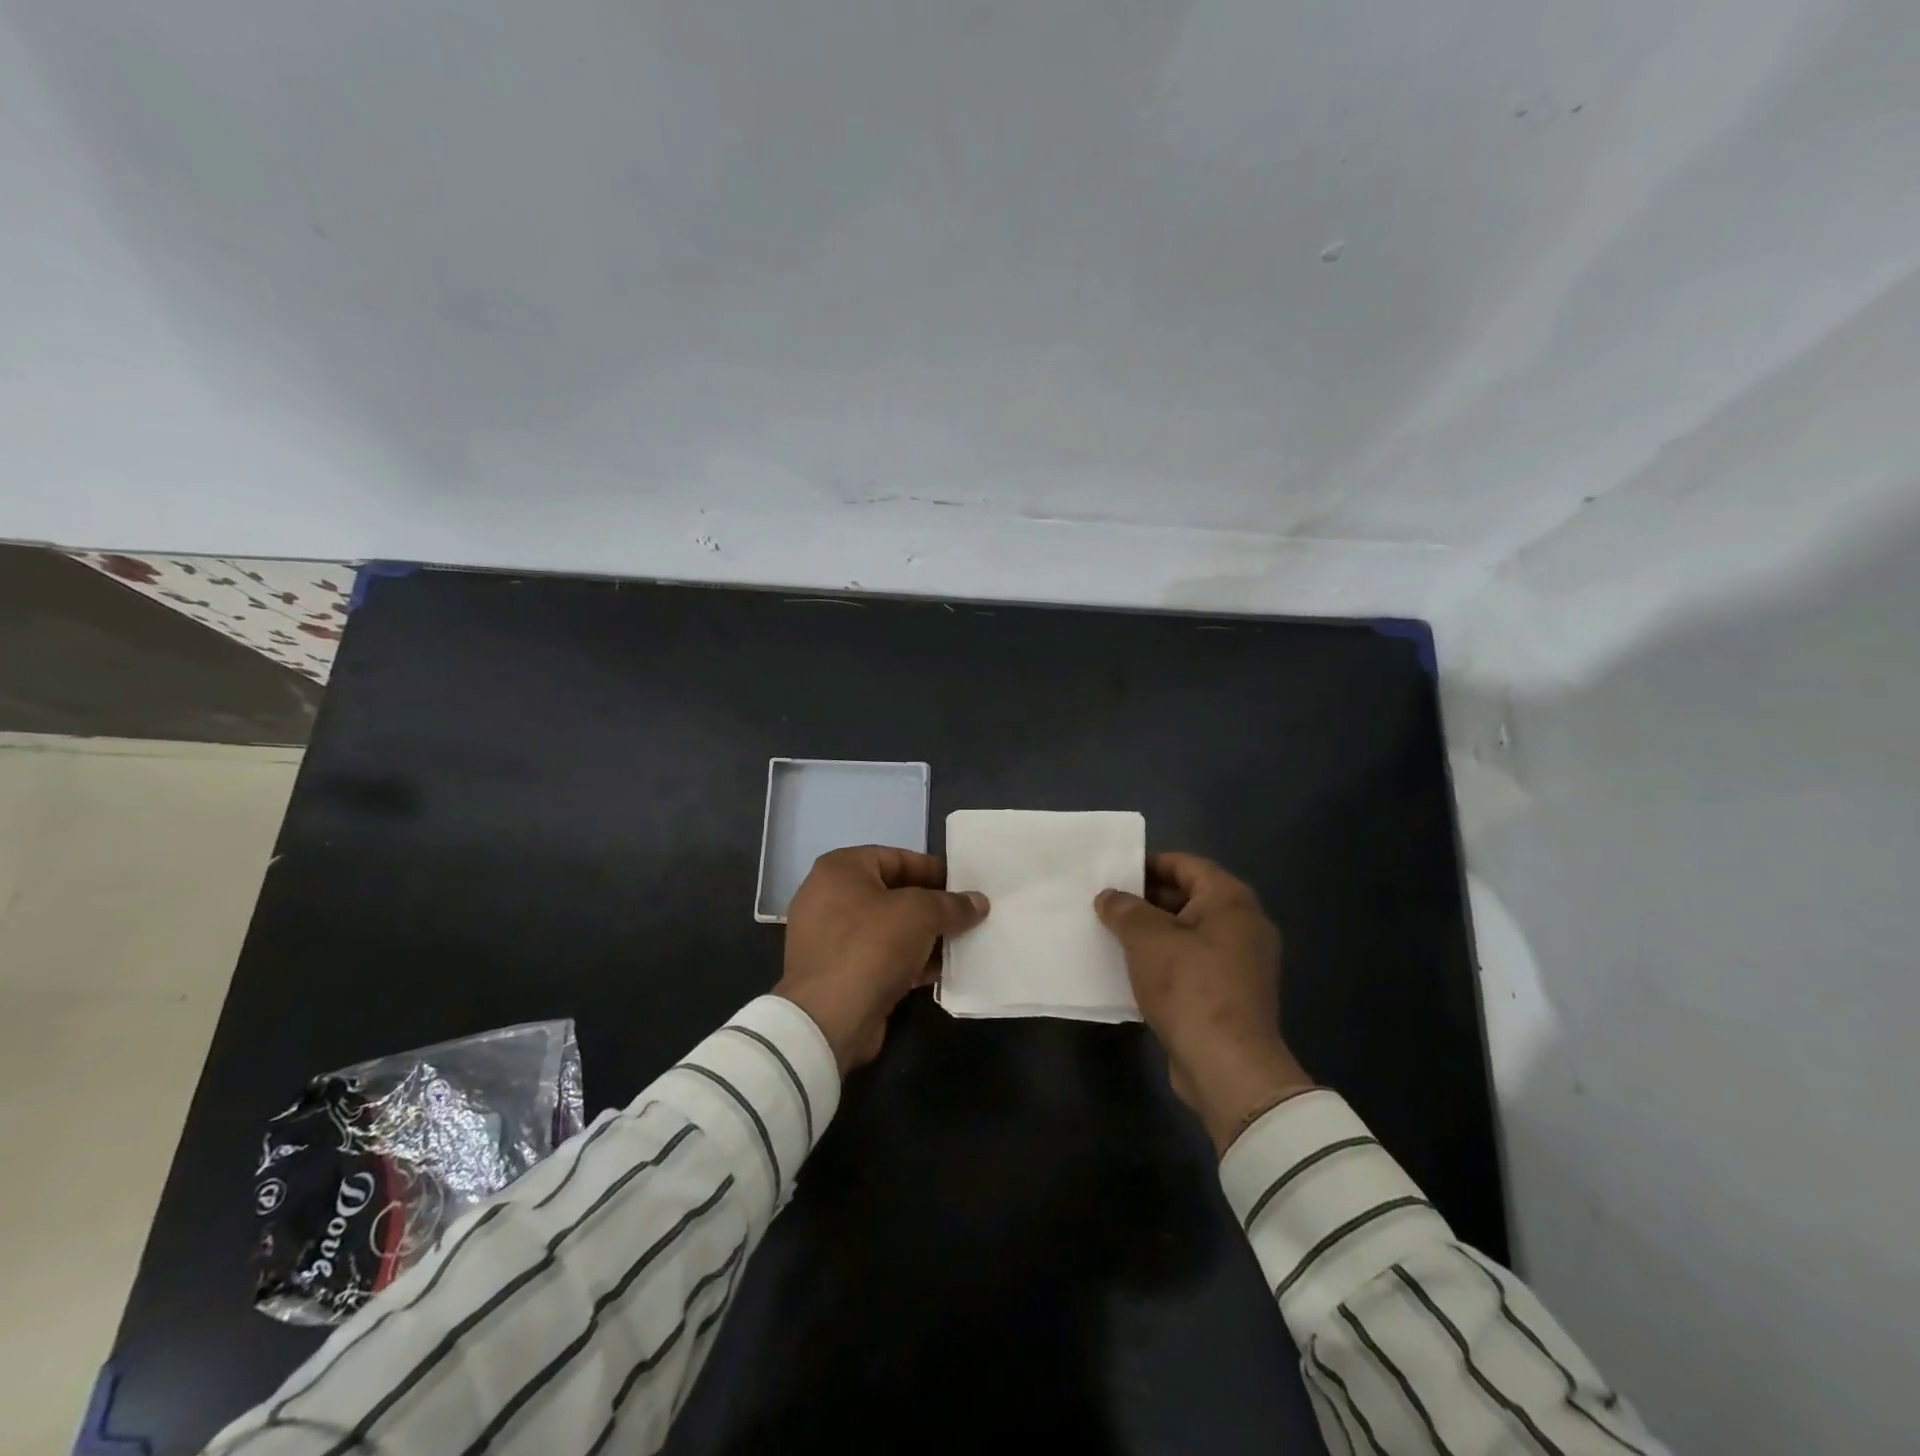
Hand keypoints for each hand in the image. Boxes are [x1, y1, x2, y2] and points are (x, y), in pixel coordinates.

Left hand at [777, 846, 989, 1074]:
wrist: (828, 1019)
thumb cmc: (871, 946)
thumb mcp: (920, 914)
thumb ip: (952, 904)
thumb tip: (979, 902)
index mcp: (840, 869)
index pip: (897, 858)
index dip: (934, 870)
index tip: (965, 885)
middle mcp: (830, 897)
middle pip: (893, 893)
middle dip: (932, 906)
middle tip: (968, 915)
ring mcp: (831, 938)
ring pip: (889, 928)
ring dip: (925, 936)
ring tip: (963, 942)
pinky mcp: (839, 973)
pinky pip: (882, 957)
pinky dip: (910, 960)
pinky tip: (942, 969)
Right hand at [1095, 852, 1313, 1154]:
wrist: (1228, 1066)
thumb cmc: (1189, 987)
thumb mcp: (1147, 939)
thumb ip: (1124, 910)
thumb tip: (1109, 897)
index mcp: (1231, 901)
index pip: (1186, 864)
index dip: (1149, 864)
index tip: (1114, 873)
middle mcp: (1243, 925)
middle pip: (1189, 897)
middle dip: (1147, 900)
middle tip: (1107, 904)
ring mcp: (1241, 962)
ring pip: (1189, 932)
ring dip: (1153, 932)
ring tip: (1113, 935)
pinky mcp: (1232, 994)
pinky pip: (1194, 962)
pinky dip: (1166, 960)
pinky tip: (1133, 969)